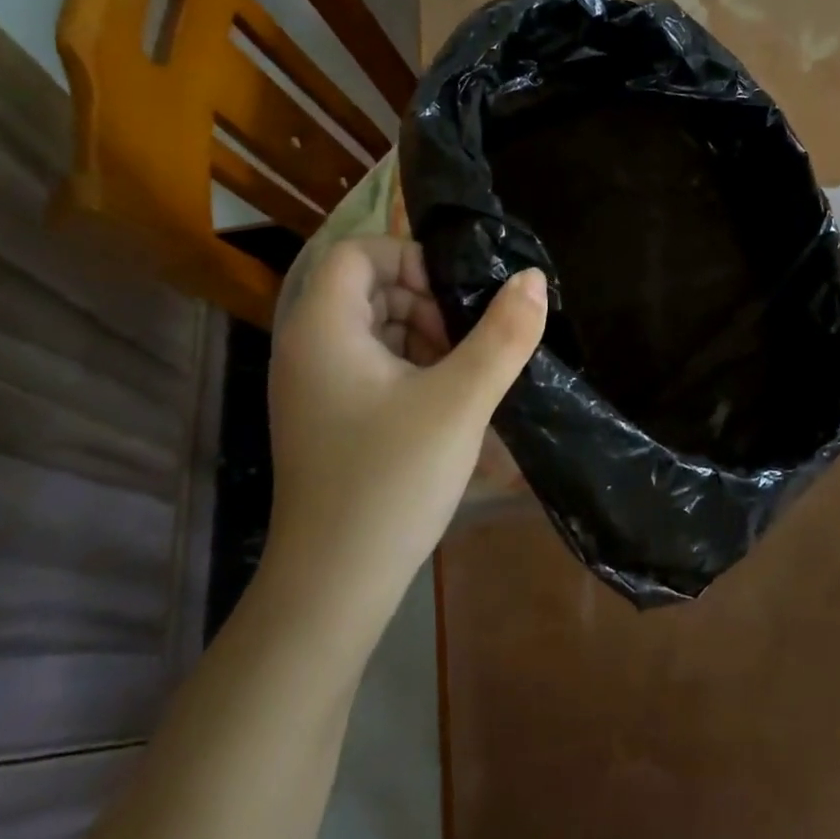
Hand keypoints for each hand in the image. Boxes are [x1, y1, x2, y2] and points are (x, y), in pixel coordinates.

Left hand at [265, 238, 546, 607]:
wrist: (334, 586)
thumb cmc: (391, 480)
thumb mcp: (461, 401)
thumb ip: (503, 335)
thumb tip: (532, 278)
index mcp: (323, 328)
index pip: (360, 252)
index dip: (411, 259)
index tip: (455, 298)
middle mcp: (306, 347)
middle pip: (368, 288)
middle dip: (425, 302)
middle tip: (467, 342)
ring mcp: (313, 386)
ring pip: (373, 327)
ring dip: (423, 336)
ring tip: (463, 375)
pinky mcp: (327, 417)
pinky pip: (370, 365)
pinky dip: (409, 367)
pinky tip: (444, 403)